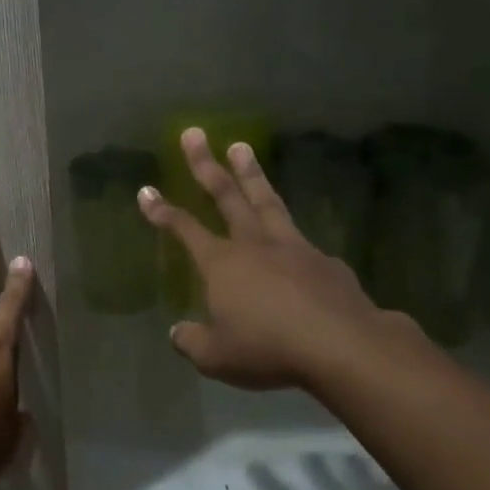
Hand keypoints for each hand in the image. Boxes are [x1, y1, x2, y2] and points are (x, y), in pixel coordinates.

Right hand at [137, 128, 423, 392]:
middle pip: (227, 196)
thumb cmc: (268, 348)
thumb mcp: (216, 356)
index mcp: (221, 264)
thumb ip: (192, 341)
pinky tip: (293, 242)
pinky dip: (290, 233)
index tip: (145, 190)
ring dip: (252, 174)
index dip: (161, 211)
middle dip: (206, 164)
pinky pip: (301, 240)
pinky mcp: (325, 262)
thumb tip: (178, 332)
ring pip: (267, 202)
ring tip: (242, 147)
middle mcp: (254, 245)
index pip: (184, 229)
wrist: (343, 347)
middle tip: (195, 133)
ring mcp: (293, 248)